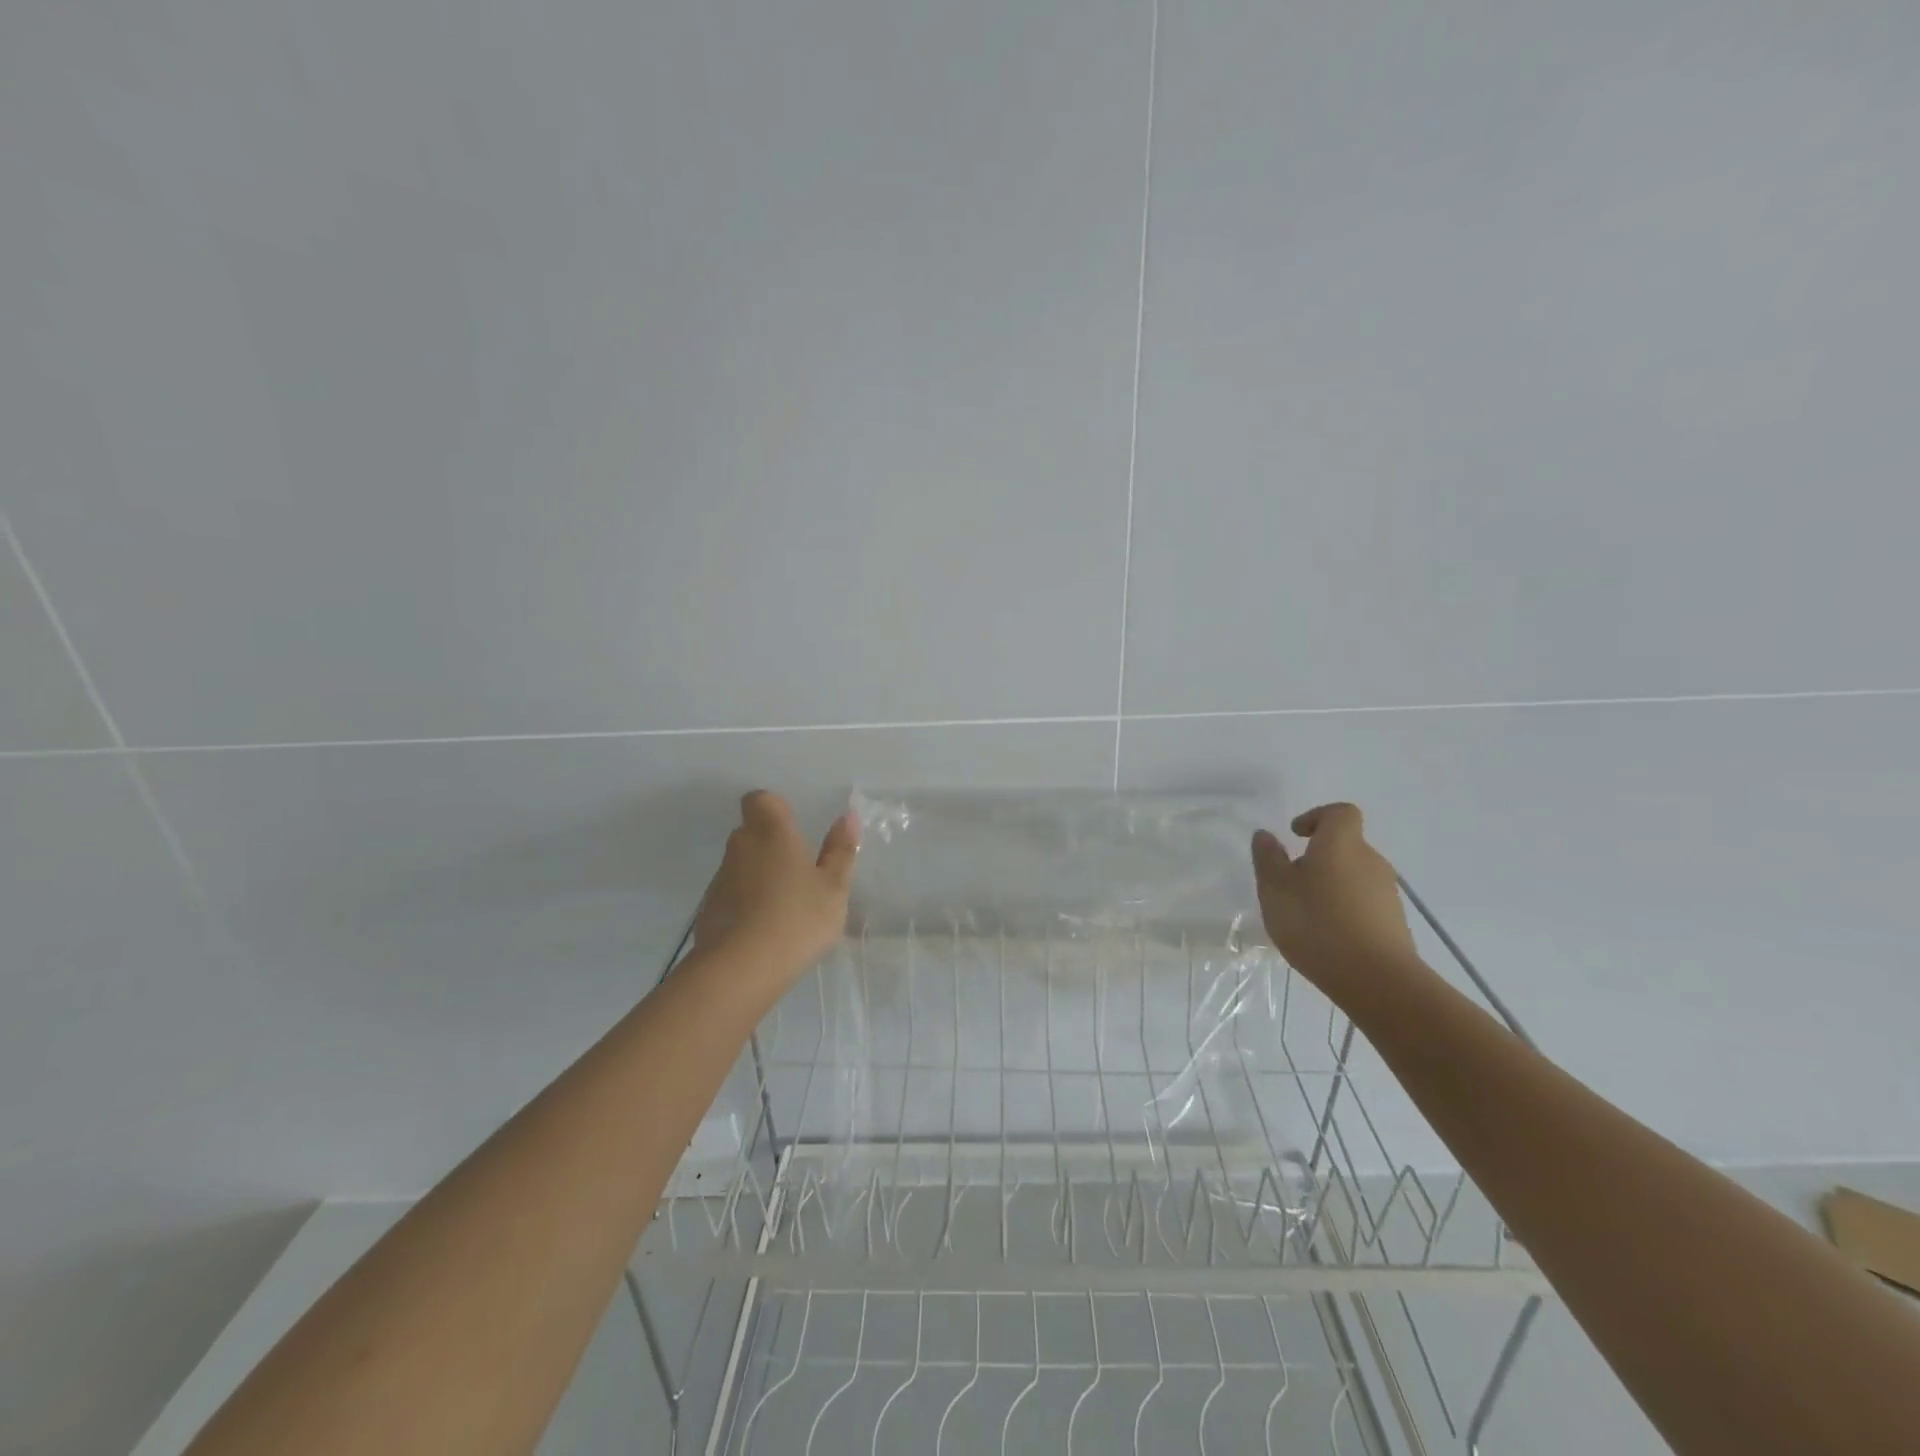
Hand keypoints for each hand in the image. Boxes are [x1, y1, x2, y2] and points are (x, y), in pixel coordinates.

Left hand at [695, 791, 858, 979]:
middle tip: (799, 871)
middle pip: (751, 832)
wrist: (740, 970)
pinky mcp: (708, 911)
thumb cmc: (797, 918)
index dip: (774, 808)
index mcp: (772, 832)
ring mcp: (720, 879)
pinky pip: (731, 896)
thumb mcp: (834, 888)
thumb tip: (847, 817)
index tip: (794, 829)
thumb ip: (840, 851)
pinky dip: (745, 904)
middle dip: (770, 844)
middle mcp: (740, 847)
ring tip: (784, 907)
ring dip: (758, 876)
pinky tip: (764, 931)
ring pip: (741, 865)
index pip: (760, 799)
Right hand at [1251, 803, 1427, 1011]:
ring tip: (1306, 914)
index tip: (1296, 835)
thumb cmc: (1316, 923)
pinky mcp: (1394, 922)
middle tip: (1291, 882)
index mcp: (1341, 844)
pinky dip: (1345, 909)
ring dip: (1331, 885)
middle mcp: (1370, 860)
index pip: (1339, 813)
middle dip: (1319, 858)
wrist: (1376, 979)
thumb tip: (1266, 835)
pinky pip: (1364, 903)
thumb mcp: (1275, 889)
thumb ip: (1268, 858)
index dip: (1318, 817)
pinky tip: (1327, 936)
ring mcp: (1387, 892)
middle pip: (1346, 846)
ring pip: (1354, 876)